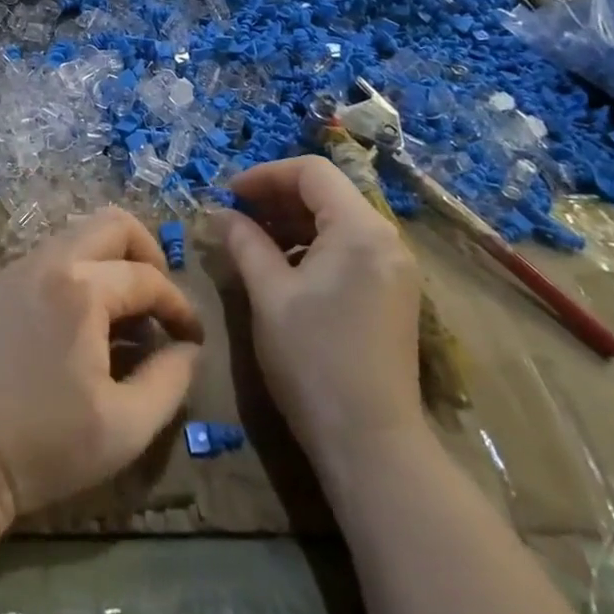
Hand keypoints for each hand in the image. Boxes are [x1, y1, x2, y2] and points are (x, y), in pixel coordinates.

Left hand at [0, 207, 203, 521]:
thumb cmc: (45, 446)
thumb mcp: (126, 427)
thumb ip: (170, 381)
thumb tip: (188, 349)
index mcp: (81, 290)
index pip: (148, 277)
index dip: (179, 306)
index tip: (192, 338)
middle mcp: (48, 262)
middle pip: (112, 224)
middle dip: (147, 254)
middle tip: (158, 300)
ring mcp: (15, 269)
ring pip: (77, 235)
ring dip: (110, 261)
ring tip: (122, 314)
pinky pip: (49, 256)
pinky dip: (77, 271)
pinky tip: (80, 320)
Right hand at [219, 156, 422, 453]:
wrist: (371, 442)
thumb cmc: (313, 360)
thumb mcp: (269, 294)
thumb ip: (244, 242)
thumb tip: (219, 213)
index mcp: (360, 230)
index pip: (311, 172)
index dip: (265, 175)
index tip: (228, 195)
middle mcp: (386, 239)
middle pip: (327, 193)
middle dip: (276, 197)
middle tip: (235, 216)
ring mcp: (394, 267)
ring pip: (337, 220)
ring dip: (292, 221)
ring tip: (251, 241)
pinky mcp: (392, 293)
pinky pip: (348, 248)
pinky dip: (312, 245)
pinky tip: (282, 268)